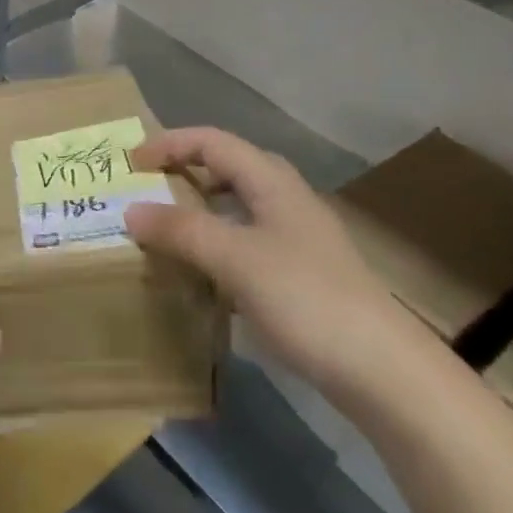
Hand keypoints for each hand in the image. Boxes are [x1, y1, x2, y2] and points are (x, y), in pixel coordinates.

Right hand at [124, 128, 425, 399]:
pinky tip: (202, 274)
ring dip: (200, 209)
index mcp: (272, 184)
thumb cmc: (305, 298)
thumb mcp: (234, 258)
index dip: (170, 144)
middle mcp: (286, 202)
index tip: (131, 163)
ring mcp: (297, 240)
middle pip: (230, 167)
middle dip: (186, 170)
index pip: (214, 142)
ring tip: (167, 228)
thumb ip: (181, 230)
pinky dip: (216, 245)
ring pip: (239, 207)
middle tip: (149, 188)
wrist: (382, 370)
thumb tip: (130, 210)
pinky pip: (246, 242)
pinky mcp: (300, 275)